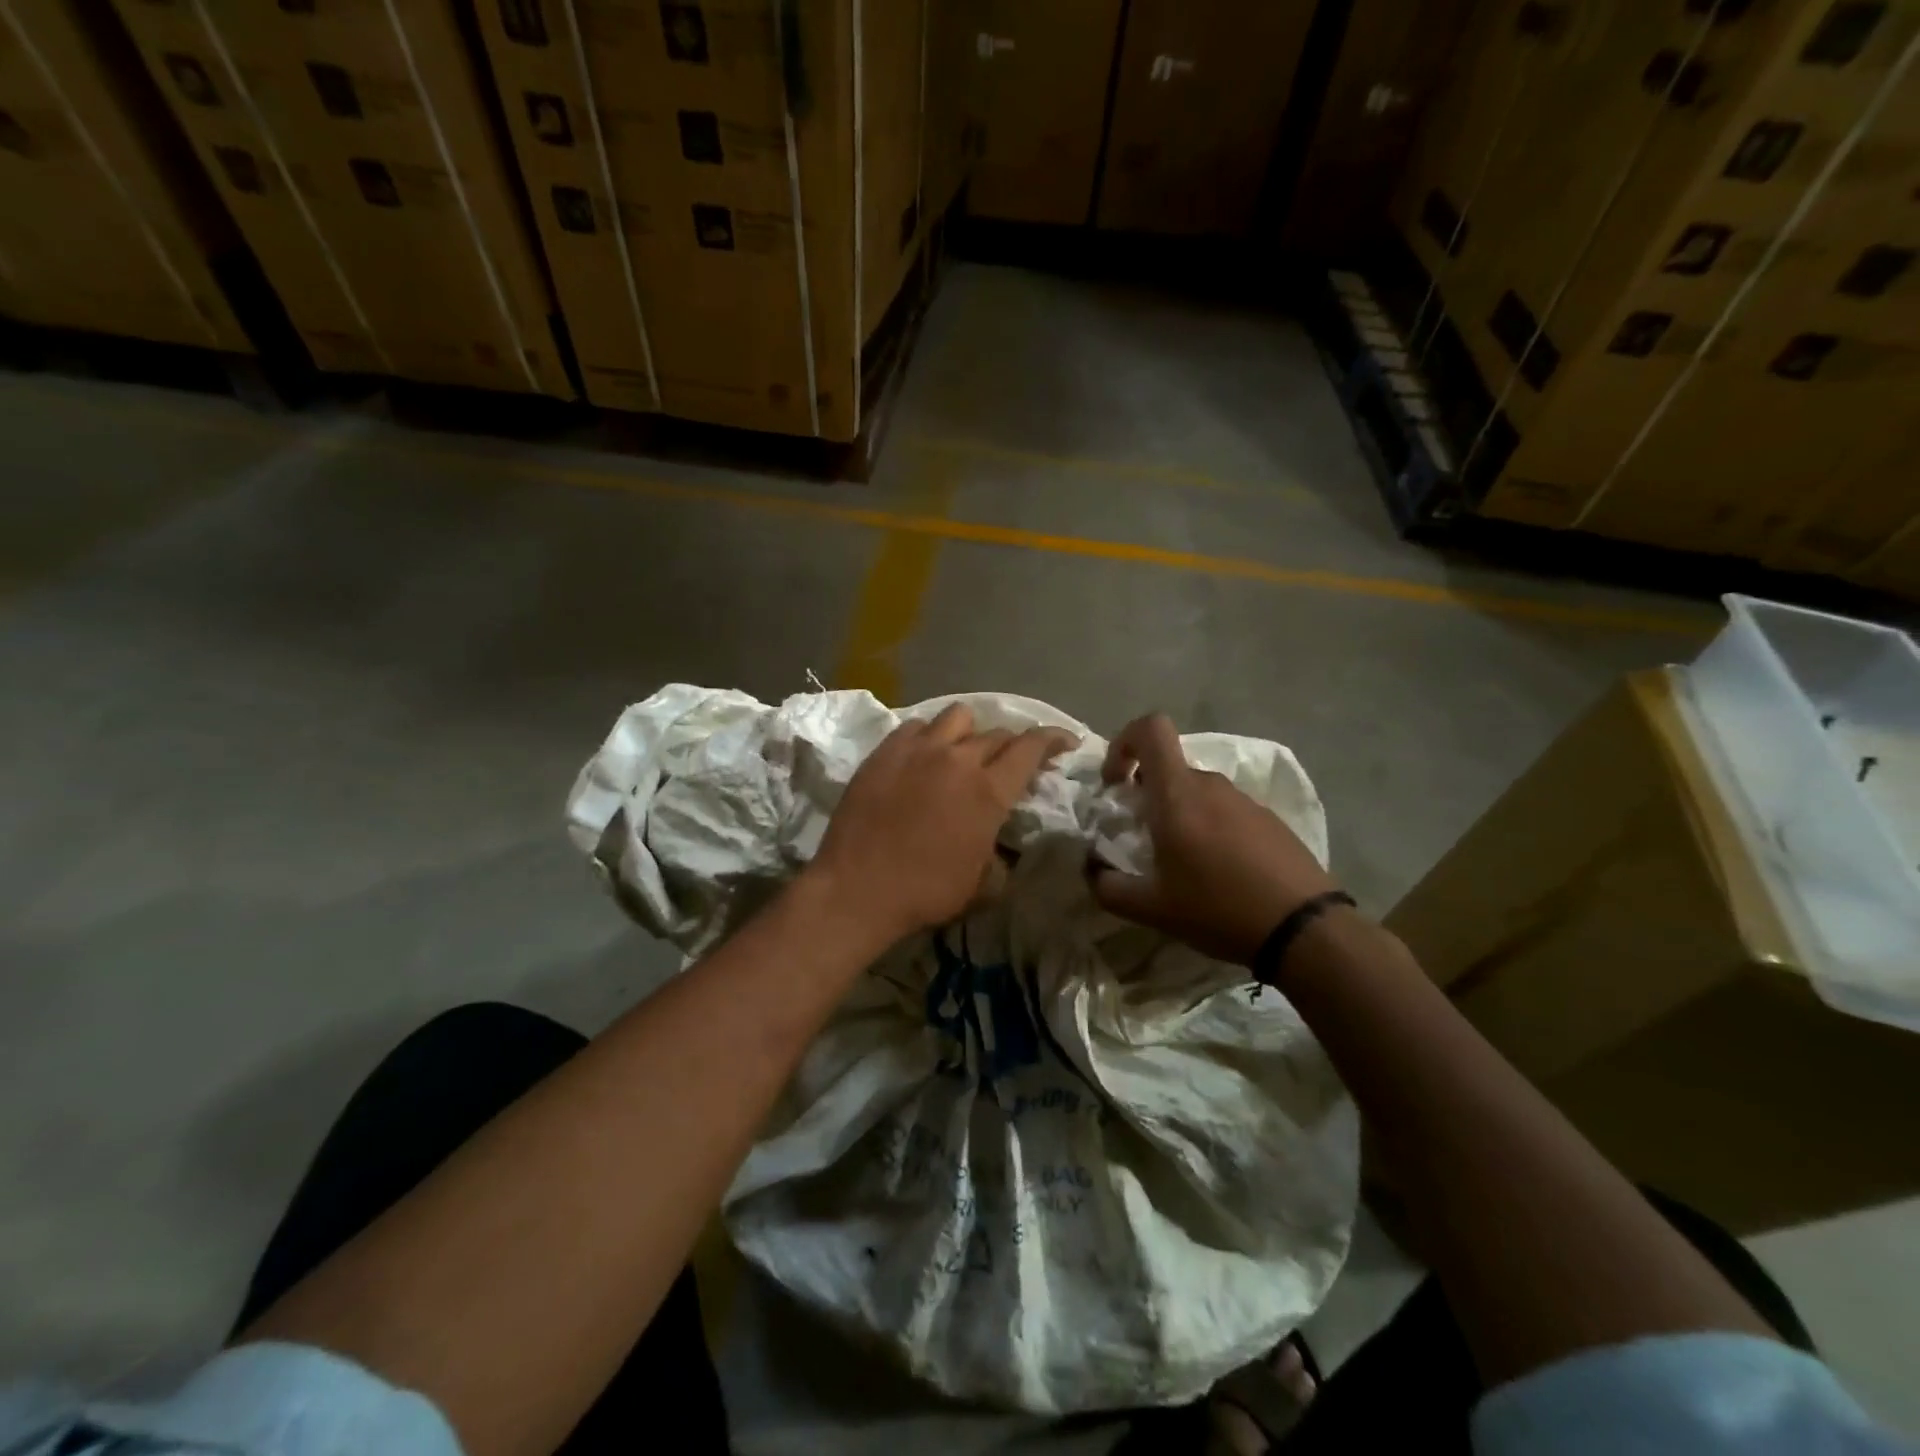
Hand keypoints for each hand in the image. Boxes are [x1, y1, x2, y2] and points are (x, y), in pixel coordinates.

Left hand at [809, 704, 1076, 945]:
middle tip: (1009, 763)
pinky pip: (916, 727)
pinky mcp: (884, 752)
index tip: (1065, 742)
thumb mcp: (983, 885)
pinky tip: (923, 756)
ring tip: (963, 752)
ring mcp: (917, 750)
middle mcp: (957, 759)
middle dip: (1012, 745)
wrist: (857, 889)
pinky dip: (929, 737)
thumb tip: (1001, 843)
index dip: (1053, 740)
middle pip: (996, 733)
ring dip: (970, 733)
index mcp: (988, 790)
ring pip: (957, 717)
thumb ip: (1002, 855)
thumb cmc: (925, 892)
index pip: (1031, 748)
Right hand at [1092, 713, 1341, 964]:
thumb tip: (1092, 871)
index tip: (1116, 783)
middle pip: (1169, 768)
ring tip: (1180, 862)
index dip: (1124, 743)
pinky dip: (1210, 827)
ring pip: (1197, 791)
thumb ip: (1109, 887)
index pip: (1151, 728)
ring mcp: (1244, 800)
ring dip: (1178, 813)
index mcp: (1178, 794)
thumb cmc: (1218, 908)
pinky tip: (1218, 872)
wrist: (1303, 928)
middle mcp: (1211, 785)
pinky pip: (1225, 810)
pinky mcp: (1268, 819)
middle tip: (1141, 835)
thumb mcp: (1152, 908)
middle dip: (1146, 793)